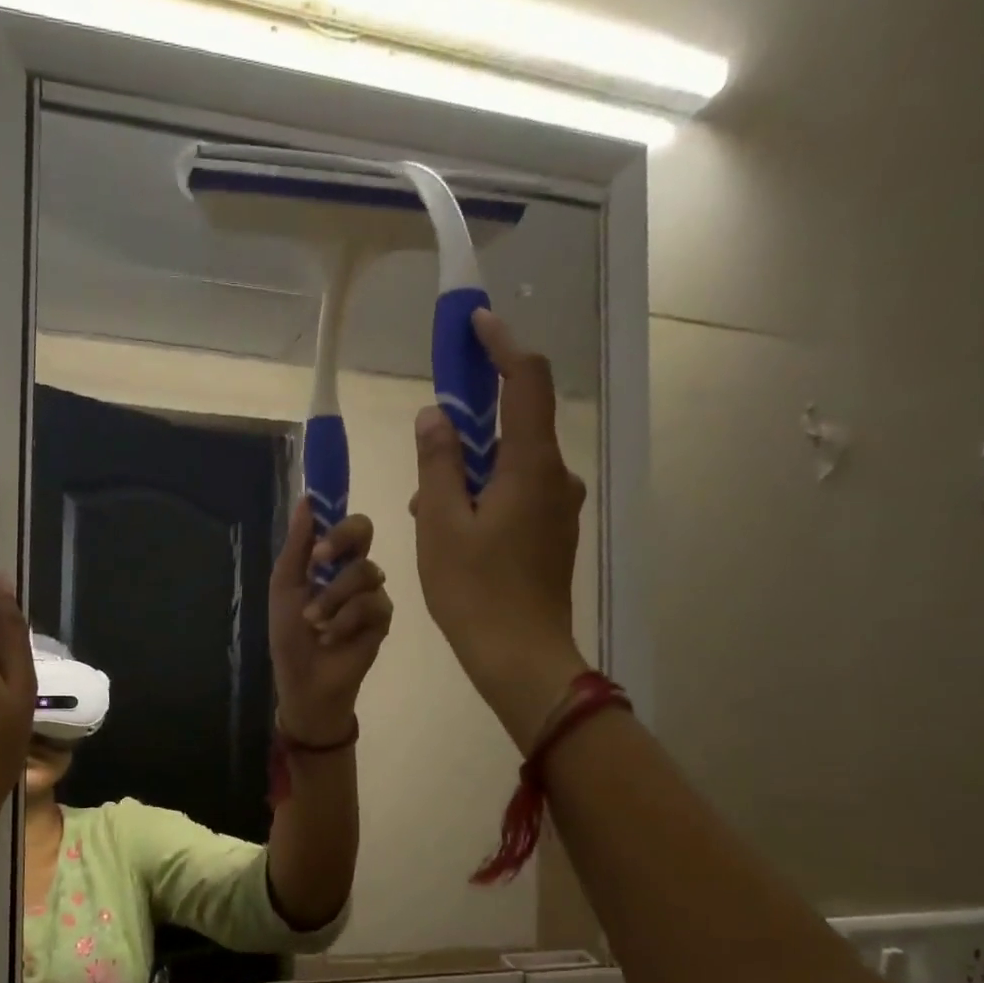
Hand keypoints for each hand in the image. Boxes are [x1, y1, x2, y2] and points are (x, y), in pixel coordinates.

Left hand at [268, 499, 394, 744]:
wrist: (305, 680)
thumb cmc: (290, 635)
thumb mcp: (285, 588)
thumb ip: (297, 546)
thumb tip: (306, 500)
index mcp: (329, 559)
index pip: (342, 521)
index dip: (335, 516)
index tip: (318, 524)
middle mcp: (353, 569)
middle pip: (364, 530)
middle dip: (340, 542)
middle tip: (318, 563)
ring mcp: (372, 592)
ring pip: (365, 571)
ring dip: (332, 598)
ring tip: (314, 622)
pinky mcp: (383, 618)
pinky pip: (372, 604)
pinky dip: (345, 621)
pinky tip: (331, 638)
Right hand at [411, 308, 589, 748]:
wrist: (520, 657)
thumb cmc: (474, 590)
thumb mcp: (440, 523)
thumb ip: (438, 462)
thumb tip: (435, 416)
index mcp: (531, 465)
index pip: (526, 382)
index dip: (501, 346)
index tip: (474, 325)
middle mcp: (555, 477)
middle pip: (518, 424)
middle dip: (471, 425)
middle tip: (427, 447)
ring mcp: (558, 509)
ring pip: (511, 466)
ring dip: (470, 470)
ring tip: (425, 508)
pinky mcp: (552, 535)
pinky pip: (516, 496)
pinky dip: (483, 496)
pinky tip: (450, 531)